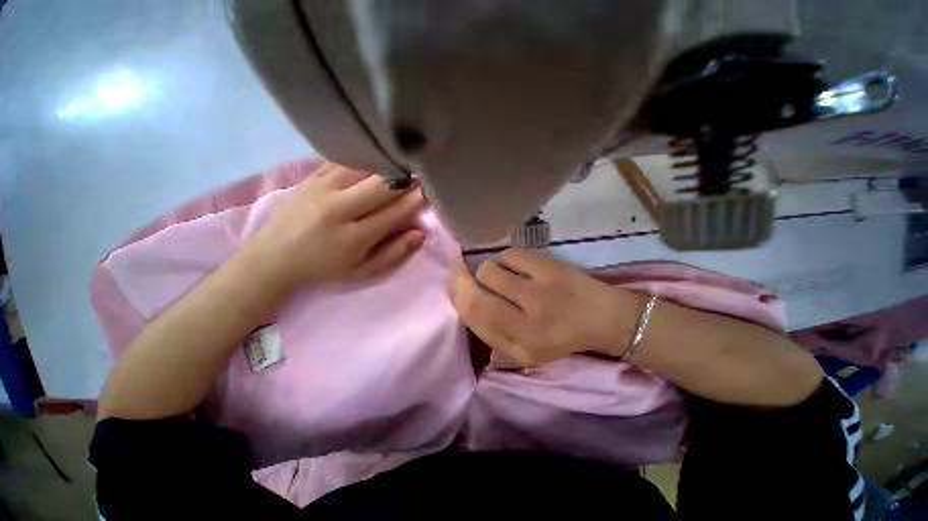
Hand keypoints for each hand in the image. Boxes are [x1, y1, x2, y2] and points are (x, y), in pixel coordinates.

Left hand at [245, 163, 426, 288]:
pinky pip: (343, 161)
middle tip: (420, 175)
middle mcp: (338, 209)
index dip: (415, 200)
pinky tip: (375, 159)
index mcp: (354, 237)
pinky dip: (364, 159)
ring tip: (401, 165)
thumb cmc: (324, 270)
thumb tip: (421, 233)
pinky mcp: (309, 178)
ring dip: (386, 166)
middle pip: (381, 186)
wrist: (272, 259)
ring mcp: (321, 189)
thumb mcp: (363, 272)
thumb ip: (394, 253)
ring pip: (363, 168)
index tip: (430, 191)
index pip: (394, 212)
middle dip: (405, 179)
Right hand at [449, 249, 640, 366]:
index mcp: (522, 345)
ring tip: (503, 277)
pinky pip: (511, 254)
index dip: (458, 297)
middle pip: (477, 293)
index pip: (475, 317)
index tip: (455, 286)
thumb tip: (463, 297)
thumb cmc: (560, 337)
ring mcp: (541, 289)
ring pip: (490, 269)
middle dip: (463, 281)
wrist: (603, 317)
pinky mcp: (551, 266)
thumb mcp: (524, 351)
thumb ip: (492, 332)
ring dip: (489, 271)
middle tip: (465, 275)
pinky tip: (521, 268)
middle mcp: (530, 320)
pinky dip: (508, 259)